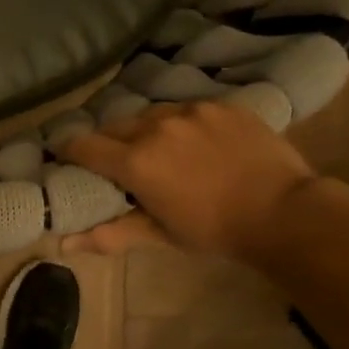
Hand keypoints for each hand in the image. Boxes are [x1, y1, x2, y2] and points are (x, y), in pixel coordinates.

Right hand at [60, 102, 318, 262]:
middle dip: (108, 143)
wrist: (283, 211)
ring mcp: (192, 110)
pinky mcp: (221, 104)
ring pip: (150, 113)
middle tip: (117, 164)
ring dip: (144, 130)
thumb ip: (111, 234)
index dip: (69, 151)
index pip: (84, 146)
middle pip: (114, 126)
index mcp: (136, 162)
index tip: (66, 158)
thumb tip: (64, 244)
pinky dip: (180, 124)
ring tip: (159, 150)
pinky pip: (186, 109)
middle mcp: (157, 126)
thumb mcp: (160, 235)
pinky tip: (195, 143)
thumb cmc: (214, 231)